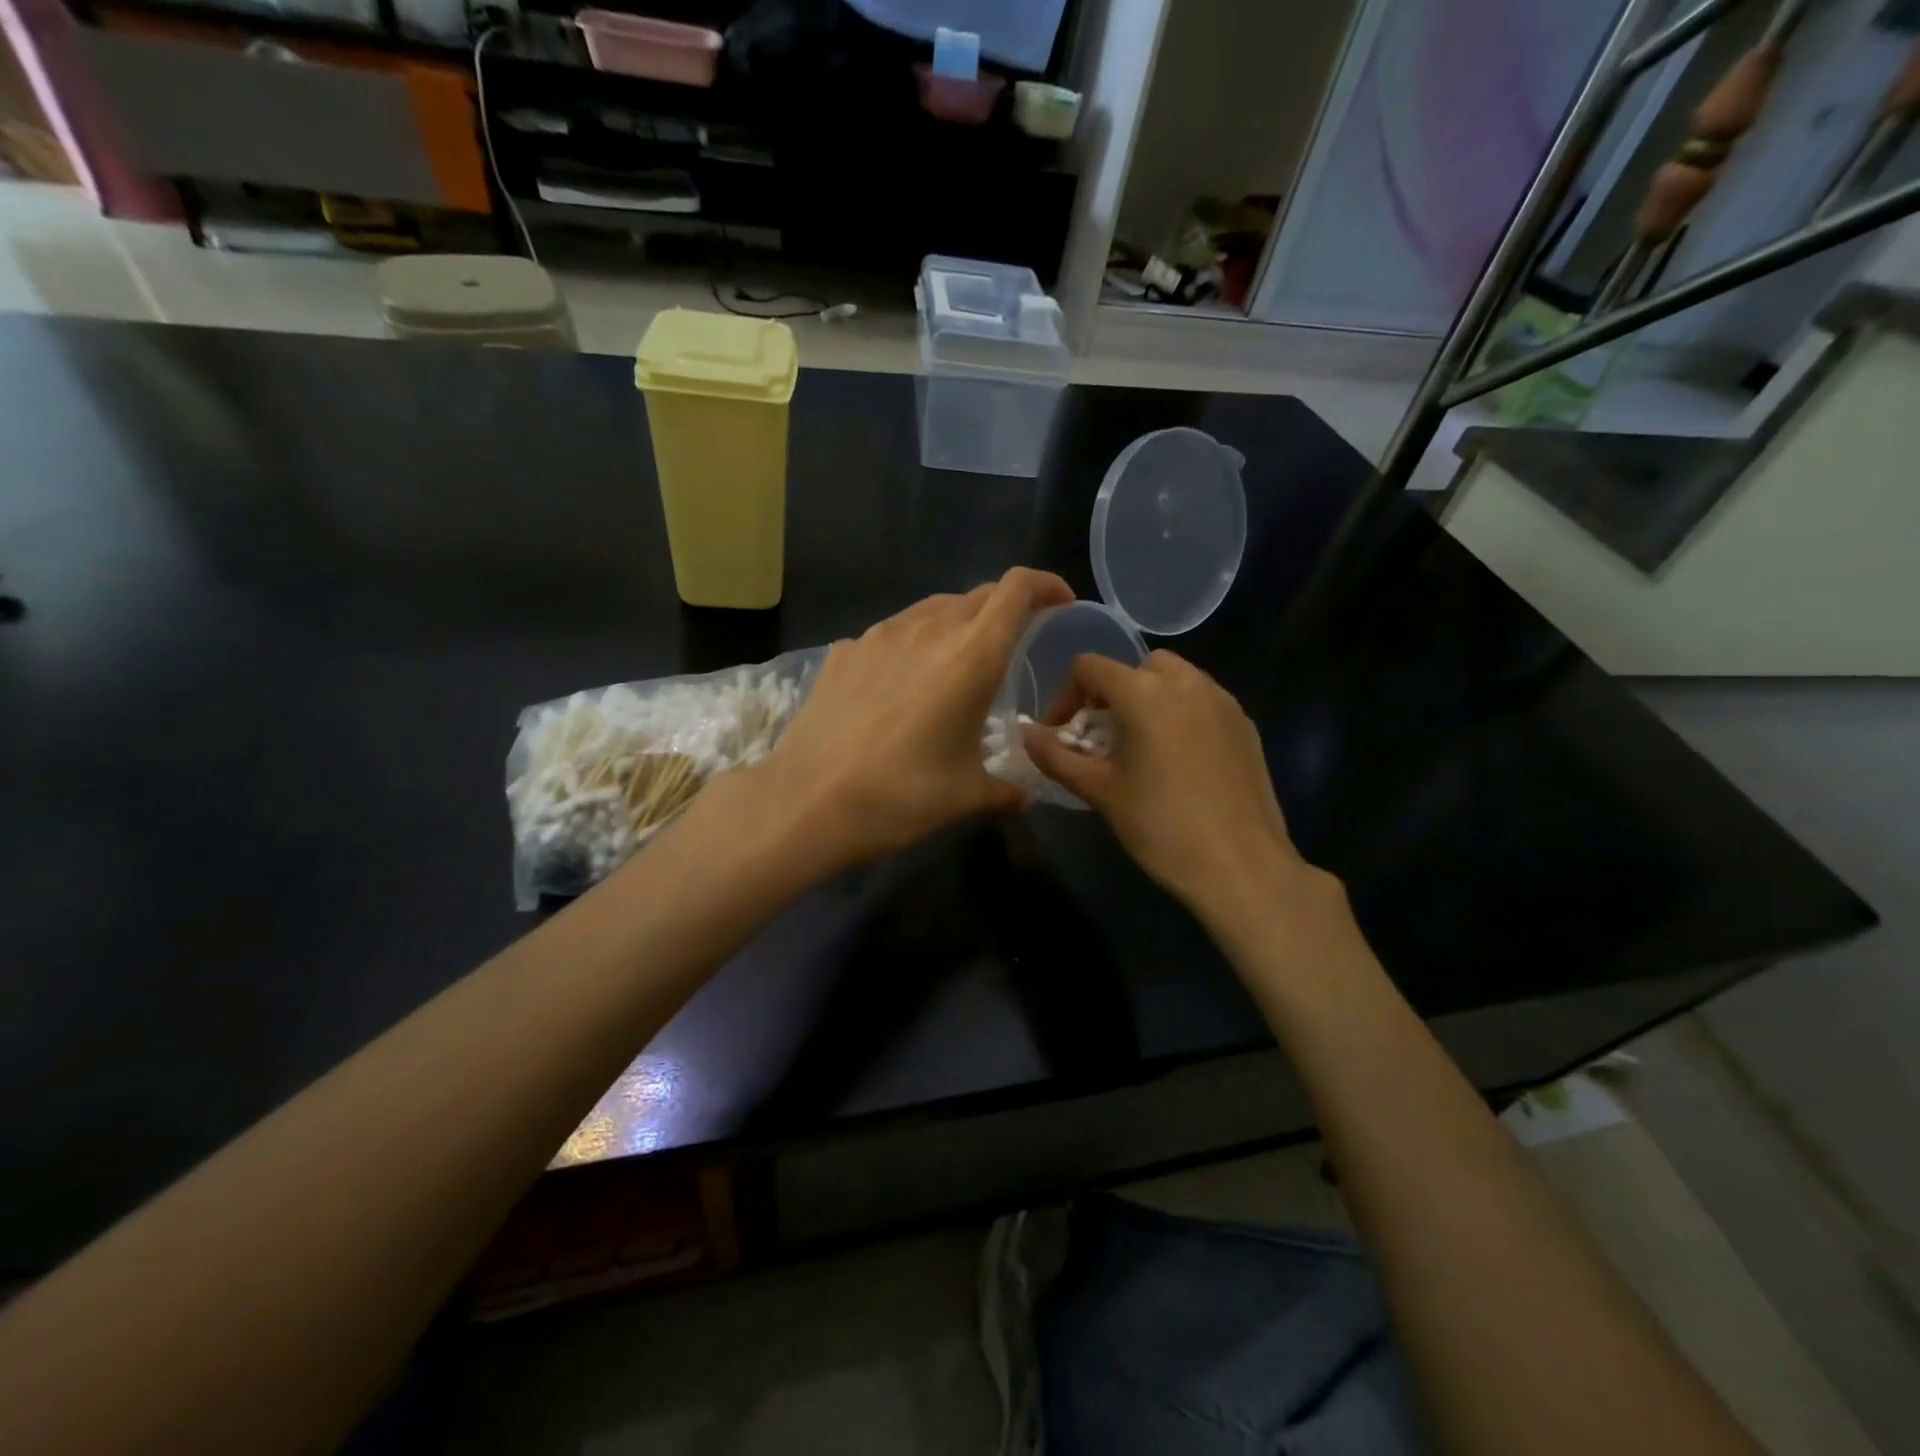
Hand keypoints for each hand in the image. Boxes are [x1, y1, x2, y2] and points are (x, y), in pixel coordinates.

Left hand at [761, 567, 1073, 867]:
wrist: (809, 801)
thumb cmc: (901, 795)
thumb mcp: (966, 795)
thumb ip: (1006, 789)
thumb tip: (1026, 794)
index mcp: (971, 655)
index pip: (1016, 589)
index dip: (1045, 586)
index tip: (1060, 604)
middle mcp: (928, 629)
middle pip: (978, 595)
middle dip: (1006, 609)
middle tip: (1014, 644)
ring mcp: (880, 635)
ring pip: (933, 609)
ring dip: (959, 623)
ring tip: (959, 662)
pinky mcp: (846, 650)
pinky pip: (894, 631)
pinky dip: (914, 643)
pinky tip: (904, 683)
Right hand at [1021, 650, 1319, 918]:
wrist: (1241, 865)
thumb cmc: (1160, 825)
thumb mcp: (1099, 791)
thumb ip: (1056, 756)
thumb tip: (1025, 734)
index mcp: (1144, 692)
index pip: (1090, 667)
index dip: (1066, 696)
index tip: (1062, 734)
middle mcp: (1186, 682)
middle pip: (1136, 667)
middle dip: (1112, 694)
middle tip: (1103, 738)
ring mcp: (1222, 701)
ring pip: (1174, 680)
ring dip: (1148, 700)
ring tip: (1140, 748)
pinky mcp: (1245, 724)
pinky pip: (1203, 701)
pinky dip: (1181, 714)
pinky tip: (1179, 761)